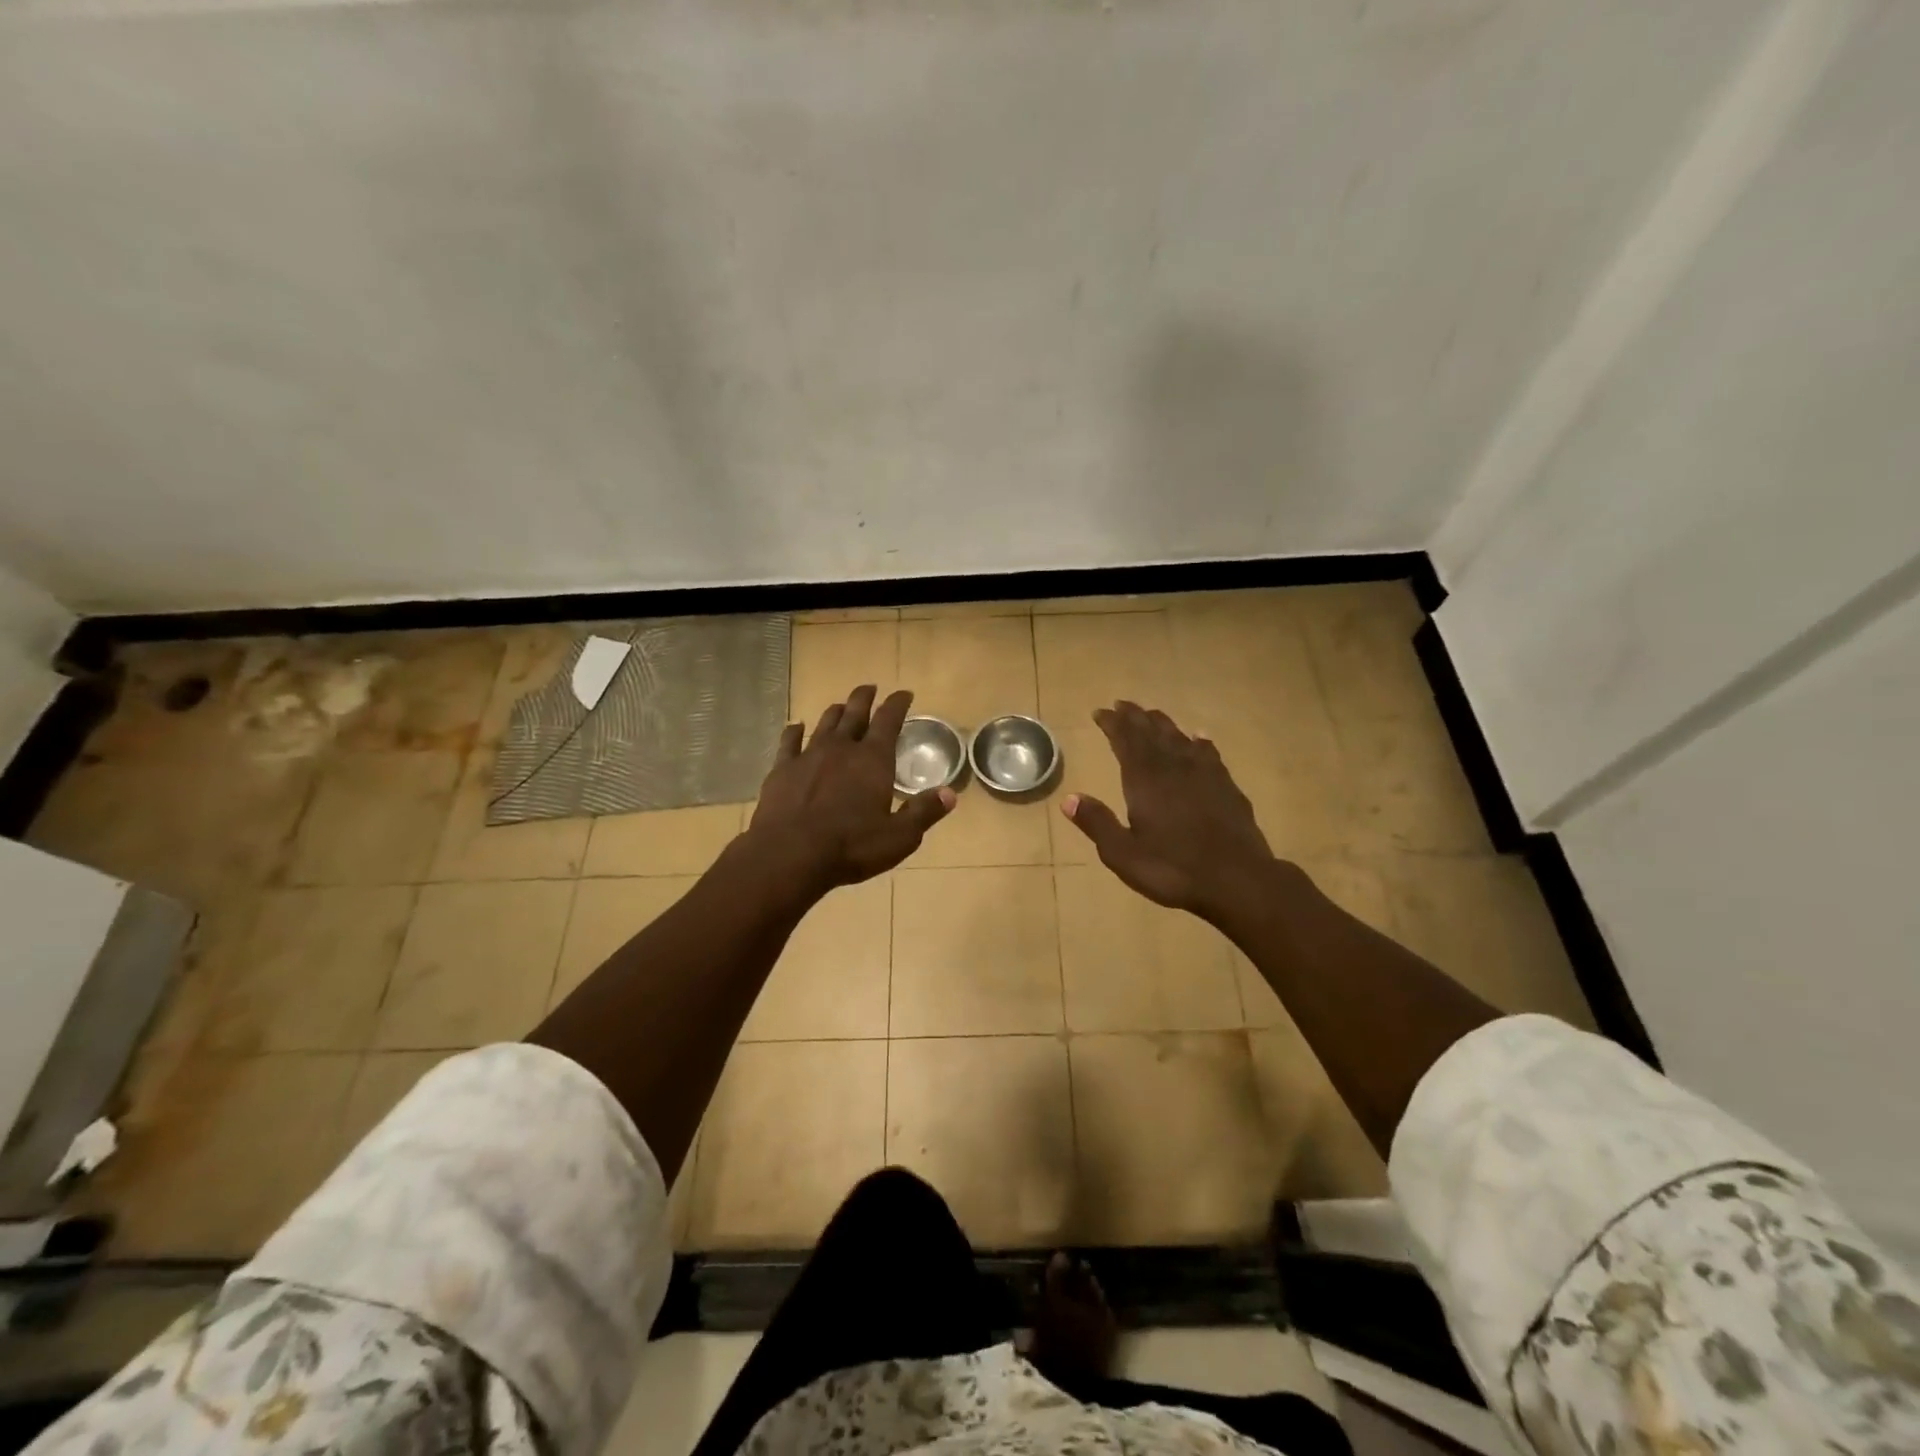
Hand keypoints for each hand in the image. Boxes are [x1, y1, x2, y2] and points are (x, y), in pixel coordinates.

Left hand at [748, 685, 954, 893]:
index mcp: (873, 760)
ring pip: (825, 723)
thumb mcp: (899, 837)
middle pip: (855, 713)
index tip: (904, 693)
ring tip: (842, 706)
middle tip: (870, 688)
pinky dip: (795, 731)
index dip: (898, 703)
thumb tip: (950, 794)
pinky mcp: (782, 769)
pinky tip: (796, 727)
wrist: (789, 855)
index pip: (889, 720)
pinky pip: (789, 741)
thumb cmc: (850, 847)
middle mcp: (841, 748)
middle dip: (865, 698)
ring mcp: (808, 755)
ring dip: (836, 712)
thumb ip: (924, 812)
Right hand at [1061, 700, 1276, 922]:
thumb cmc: (1173, 869)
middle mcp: (1173, 768)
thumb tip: (1069, 798)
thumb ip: (1097, 823)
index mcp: (1144, 781)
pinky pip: (1209, 754)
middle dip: (1135, 717)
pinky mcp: (1226, 786)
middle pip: (1151, 733)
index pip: (1125, 741)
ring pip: (1179, 738)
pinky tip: (1198, 738)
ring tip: (1152, 715)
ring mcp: (1203, 774)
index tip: (1100, 712)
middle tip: (1122, 704)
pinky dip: (1198, 742)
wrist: (1237, 880)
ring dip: (1163, 724)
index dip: (1112, 724)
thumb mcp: (1123, 854)